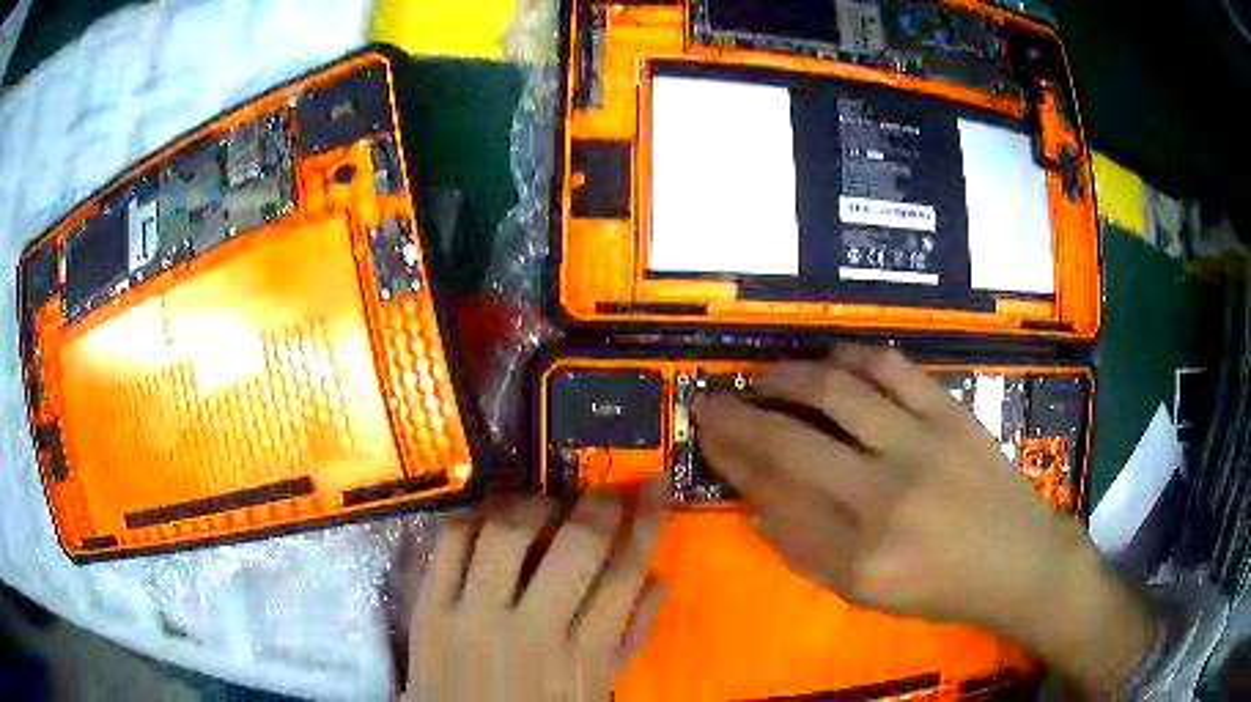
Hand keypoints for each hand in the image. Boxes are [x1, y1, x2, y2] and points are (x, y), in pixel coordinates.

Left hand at [406, 486, 666, 701]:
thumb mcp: (595, 691)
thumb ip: (629, 639)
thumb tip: (658, 577)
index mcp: (582, 659)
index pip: (624, 574)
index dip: (646, 522)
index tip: (655, 485)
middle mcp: (532, 632)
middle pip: (576, 545)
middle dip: (598, 505)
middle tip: (602, 494)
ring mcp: (473, 615)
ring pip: (508, 531)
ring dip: (534, 505)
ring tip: (546, 507)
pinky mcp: (429, 607)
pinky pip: (451, 540)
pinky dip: (475, 516)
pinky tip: (490, 518)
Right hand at [695, 345, 1156, 689]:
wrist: (1016, 559)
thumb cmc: (937, 588)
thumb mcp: (863, 592)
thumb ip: (804, 549)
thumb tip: (757, 498)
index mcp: (858, 555)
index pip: (774, 495)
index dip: (731, 458)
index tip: (706, 434)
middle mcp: (883, 494)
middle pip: (791, 440)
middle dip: (738, 415)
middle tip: (711, 398)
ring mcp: (921, 443)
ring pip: (836, 389)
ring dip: (787, 376)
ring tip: (765, 377)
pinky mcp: (950, 412)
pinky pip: (890, 367)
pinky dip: (851, 357)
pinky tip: (831, 361)